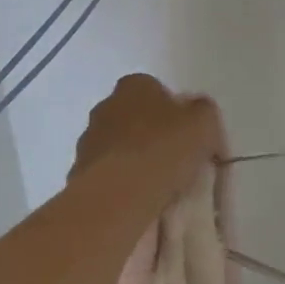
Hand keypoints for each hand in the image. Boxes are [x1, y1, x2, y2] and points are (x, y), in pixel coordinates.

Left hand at [72, 75, 223, 193]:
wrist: (118, 195)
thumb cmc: (164, 149)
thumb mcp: (204, 123)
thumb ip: (203, 112)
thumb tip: (198, 116)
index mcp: (135, 86)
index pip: (156, 89)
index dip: (175, 110)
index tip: (189, 134)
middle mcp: (106, 106)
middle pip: (136, 116)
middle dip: (153, 133)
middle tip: (176, 157)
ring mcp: (89, 140)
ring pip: (120, 145)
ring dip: (135, 158)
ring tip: (159, 183)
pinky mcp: (79, 172)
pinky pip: (109, 172)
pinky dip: (122, 181)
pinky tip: (139, 197)